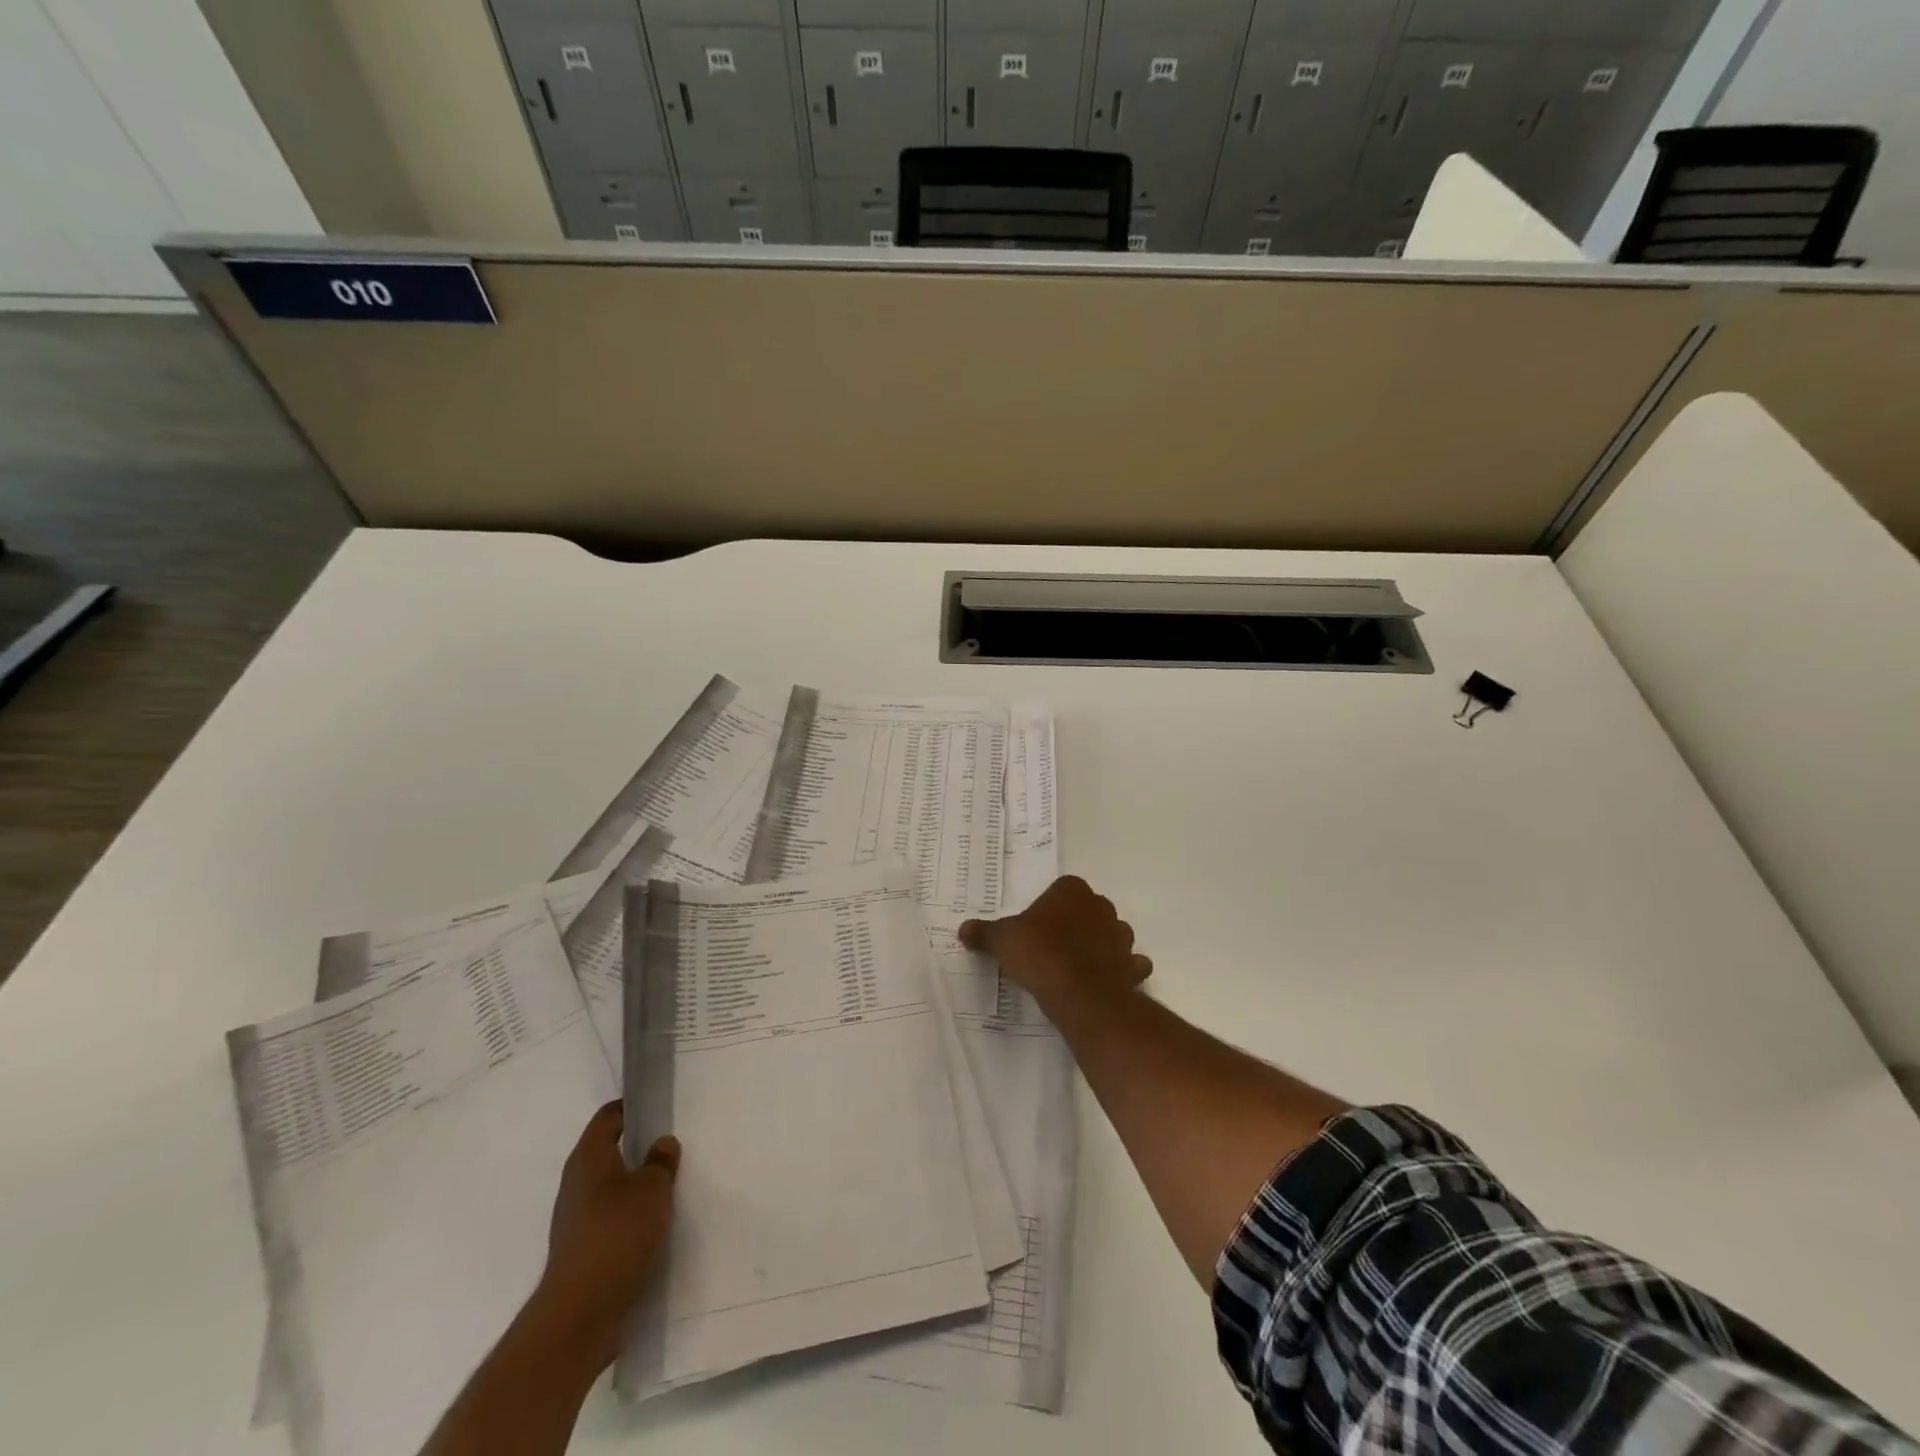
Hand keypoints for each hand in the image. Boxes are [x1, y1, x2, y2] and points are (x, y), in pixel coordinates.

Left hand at [525, 1101, 679, 1371]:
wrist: (579, 1314)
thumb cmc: (617, 1235)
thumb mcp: (653, 1189)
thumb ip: (661, 1161)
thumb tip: (661, 1144)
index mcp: (589, 1157)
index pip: (609, 1116)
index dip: (633, 1107)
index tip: (661, 1107)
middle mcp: (577, 1182)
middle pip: (609, 1151)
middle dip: (639, 1147)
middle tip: (673, 1144)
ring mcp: (576, 1218)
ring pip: (612, 1187)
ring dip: (637, 1184)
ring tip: (671, 1185)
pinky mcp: (582, 1249)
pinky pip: (611, 1217)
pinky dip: (632, 1215)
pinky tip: (656, 1223)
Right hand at [958, 876, 1151, 1009]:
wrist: (1080, 993)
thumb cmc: (1040, 953)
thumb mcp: (1003, 941)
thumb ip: (985, 933)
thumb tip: (963, 929)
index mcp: (1072, 890)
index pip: (1062, 888)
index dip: (1050, 907)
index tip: (1036, 927)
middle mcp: (1102, 907)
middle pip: (1089, 910)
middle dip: (1076, 924)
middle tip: (1052, 946)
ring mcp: (1122, 937)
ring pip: (1112, 935)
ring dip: (1100, 946)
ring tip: (1076, 966)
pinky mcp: (1132, 967)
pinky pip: (1129, 965)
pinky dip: (1121, 971)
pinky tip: (1102, 982)